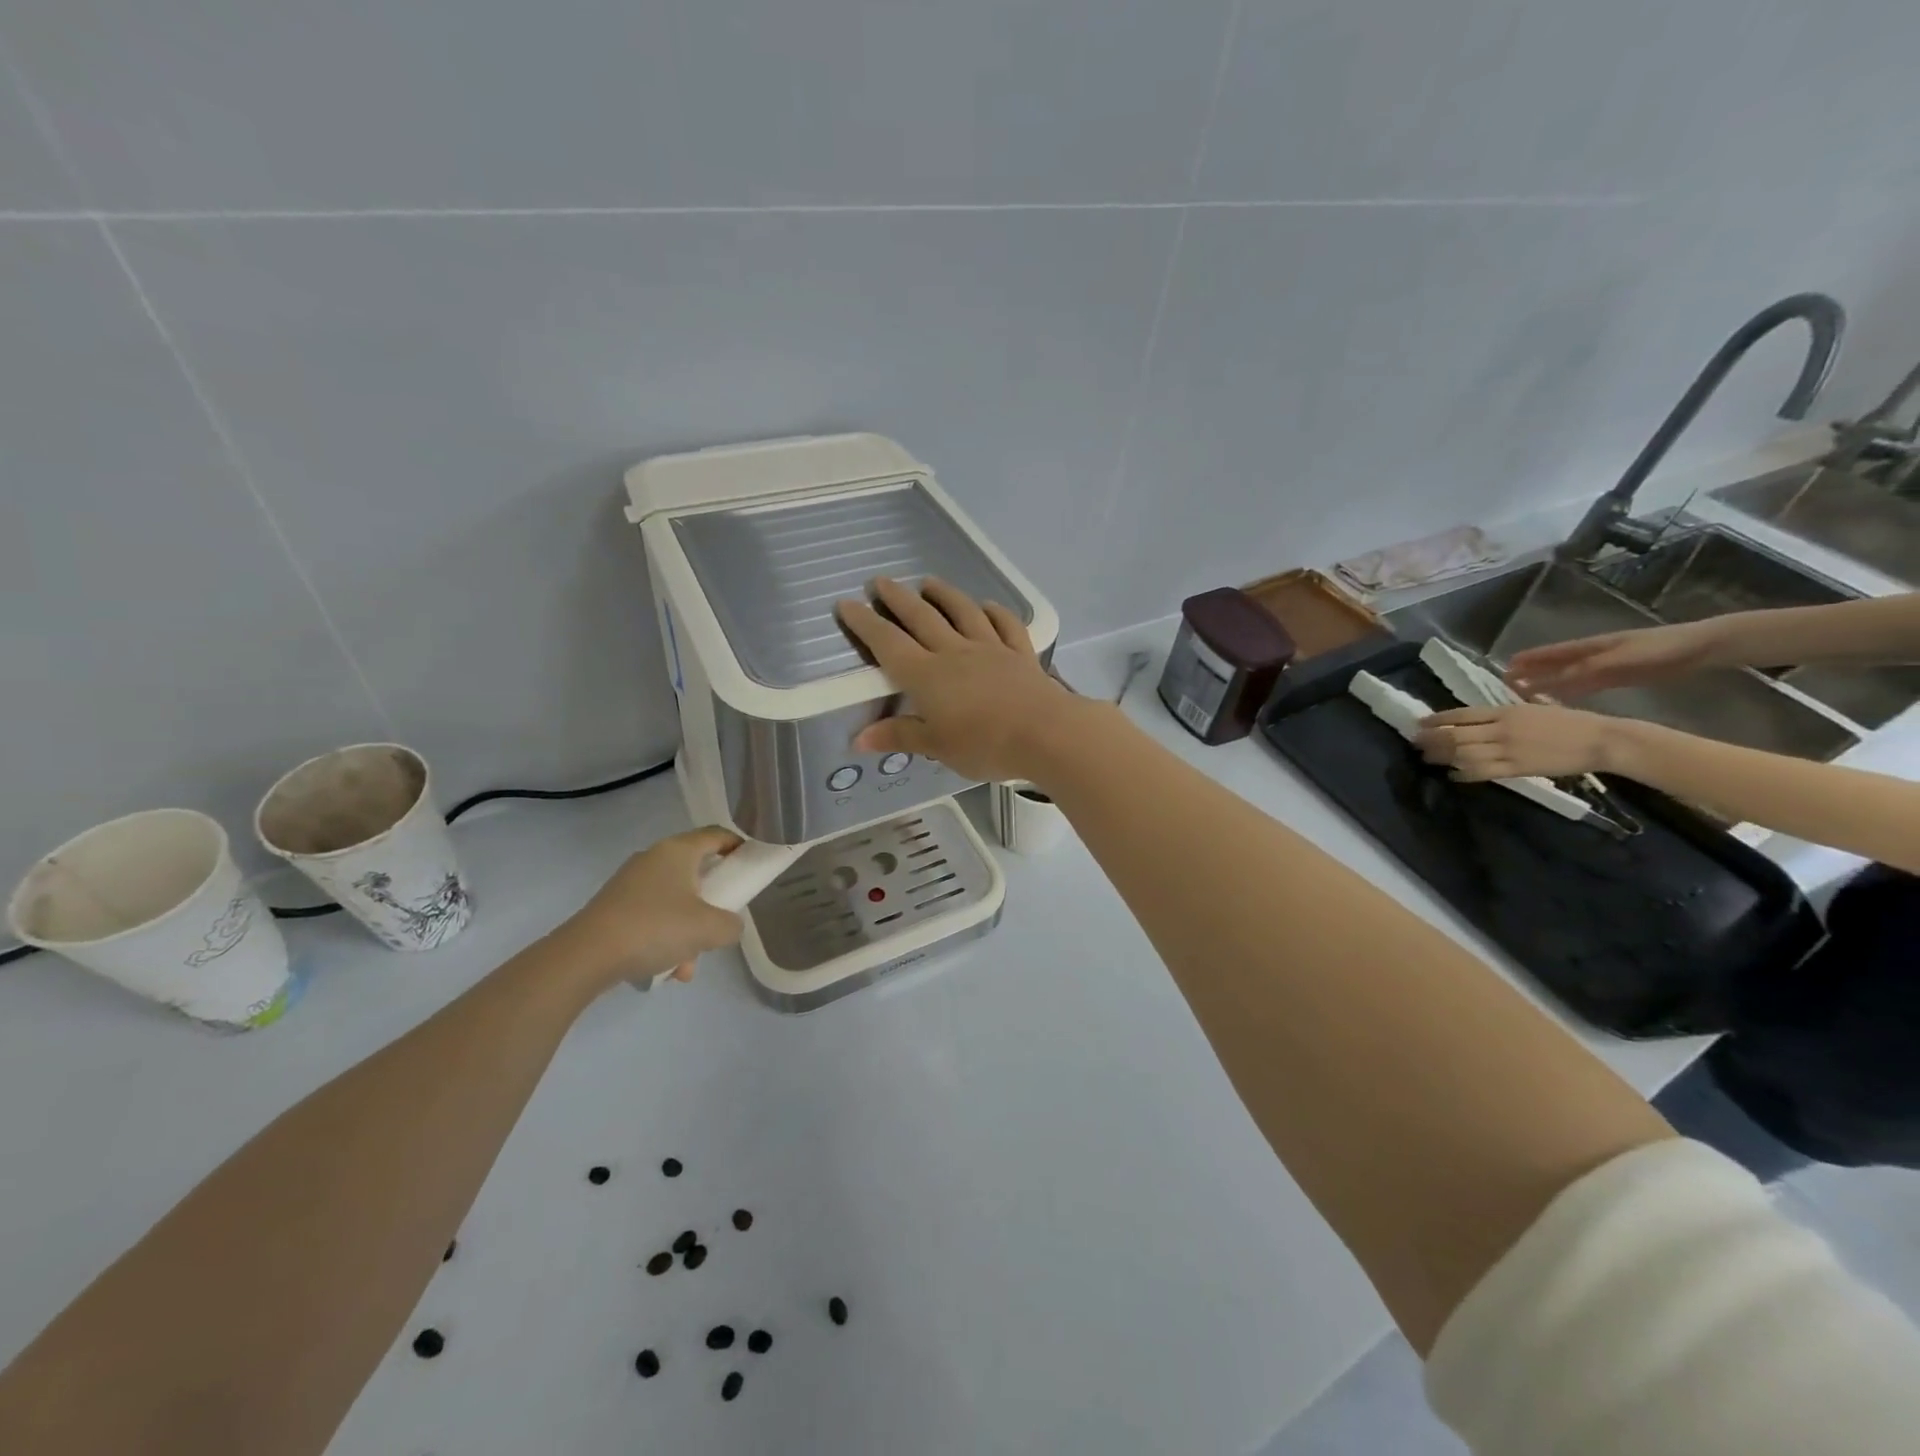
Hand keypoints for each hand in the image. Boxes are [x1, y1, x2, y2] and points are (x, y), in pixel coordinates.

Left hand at [555, 827, 744, 987]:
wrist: (585, 957)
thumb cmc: (655, 928)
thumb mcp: (709, 929)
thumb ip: (731, 925)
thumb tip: (729, 925)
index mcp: (678, 851)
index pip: (717, 835)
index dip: (739, 846)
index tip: (752, 865)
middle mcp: (653, 859)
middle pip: (696, 873)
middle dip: (711, 904)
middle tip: (720, 923)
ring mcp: (631, 884)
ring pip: (675, 902)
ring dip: (688, 932)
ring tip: (687, 966)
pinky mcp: (614, 908)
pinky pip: (652, 919)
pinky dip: (664, 940)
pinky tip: (665, 971)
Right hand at [835, 576, 1092, 783]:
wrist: (1045, 733)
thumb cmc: (984, 744)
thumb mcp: (936, 746)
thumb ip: (899, 736)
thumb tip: (857, 739)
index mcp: (927, 675)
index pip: (888, 643)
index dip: (865, 623)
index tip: (847, 604)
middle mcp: (954, 652)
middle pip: (921, 618)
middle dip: (897, 598)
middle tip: (880, 581)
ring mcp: (990, 648)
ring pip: (963, 612)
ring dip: (944, 594)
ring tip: (929, 582)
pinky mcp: (1020, 653)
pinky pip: (1005, 625)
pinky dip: (995, 612)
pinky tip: (988, 605)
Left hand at [1415, 703, 1621, 781]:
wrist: (1599, 739)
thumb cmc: (1568, 721)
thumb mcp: (1531, 708)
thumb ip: (1502, 714)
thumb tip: (1474, 718)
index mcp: (1505, 711)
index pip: (1461, 714)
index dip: (1436, 719)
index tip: (1419, 723)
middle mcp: (1502, 729)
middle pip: (1455, 735)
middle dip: (1431, 739)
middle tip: (1415, 743)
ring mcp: (1508, 750)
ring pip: (1464, 754)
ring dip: (1441, 757)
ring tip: (1426, 758)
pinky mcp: (1518, 769)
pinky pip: (1483, 772)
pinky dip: (1463, 774)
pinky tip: (1452, 775)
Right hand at [1506, 620, 1723, 698]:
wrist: (1701, 648)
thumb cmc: (1661, 647)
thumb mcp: (1624, 657)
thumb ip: (1590, 668)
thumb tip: (1555, 678)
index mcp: (1591, 647)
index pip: (1552, 653)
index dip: (1530, 659)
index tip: (1506, 667)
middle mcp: (1592, 656)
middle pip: (1555, 665)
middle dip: (1532, 672)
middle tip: (1507, 682)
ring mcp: (1605, 667)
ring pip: (1567, 676)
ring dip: (1547, 683)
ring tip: (1524, 693)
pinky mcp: (1618, 678)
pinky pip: (1585, 686)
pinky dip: (1569, 691)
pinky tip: (1559, 700)